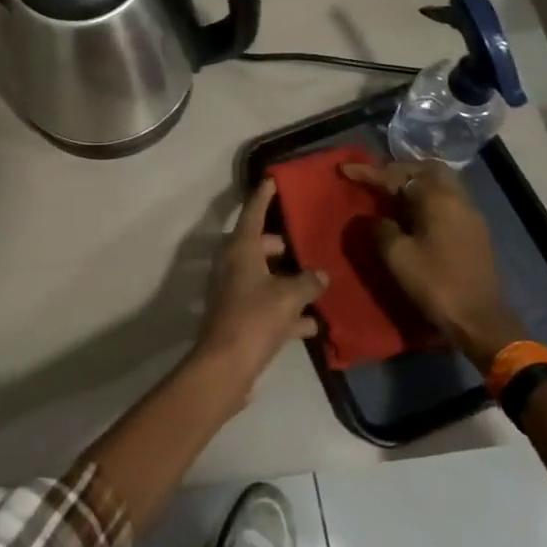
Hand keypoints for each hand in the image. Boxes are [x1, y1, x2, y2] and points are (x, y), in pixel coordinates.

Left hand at [191, 180, 327, 405]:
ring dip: (287, 280)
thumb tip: (321, 275)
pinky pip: (267, 306)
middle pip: (259, 246)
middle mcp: (233, 265)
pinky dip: (287, 311)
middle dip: (281, 245)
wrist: (226, 366)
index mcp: (240, 249)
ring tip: (317, 281)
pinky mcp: (239, 319)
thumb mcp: (289, 296)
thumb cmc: (255, 318)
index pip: (252, 213)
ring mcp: (234, 292)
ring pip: (264, 277)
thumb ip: (308, 281)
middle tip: (306, 241)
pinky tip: (313, 324)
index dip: (263, 196)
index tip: (271, 180)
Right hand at [341, 160, 526, 363]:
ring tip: (390, 194)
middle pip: (426, 169)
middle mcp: (458, 198)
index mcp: (438, 198)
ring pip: (440, 183)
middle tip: (376, 179)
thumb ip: (380, 229)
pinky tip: (412, 213)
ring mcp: (470, 214)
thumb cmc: (436, 284)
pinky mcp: (475, 230)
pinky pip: (447, 199)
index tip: (346, 169)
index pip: (398, 176)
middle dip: (398, 170)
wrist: (480, 320)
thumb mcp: (397, 256)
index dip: (370, 172)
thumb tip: (374, 218)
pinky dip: (427, 198)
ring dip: (414, 183)